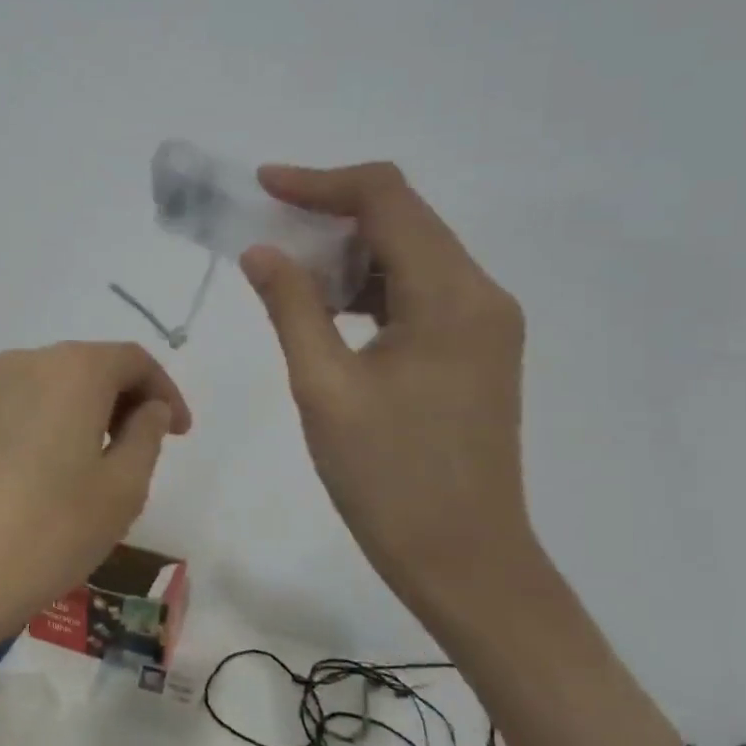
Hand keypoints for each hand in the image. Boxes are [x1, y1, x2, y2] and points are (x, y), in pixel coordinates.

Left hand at [0, 342, 191, 681]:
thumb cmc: (45, 533)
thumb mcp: (120, 491)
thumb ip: (145, 437)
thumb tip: (147, 408)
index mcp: (70, 370)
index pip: (132, 359)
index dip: (164, 391)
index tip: (180, 432)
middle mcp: (21, 366)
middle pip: (87, 368)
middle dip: (123, 402)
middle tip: (144, 451)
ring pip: (49, 391)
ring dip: (82, 418)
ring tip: (95, 471)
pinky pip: (15, 415)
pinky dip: (44, 432)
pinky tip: (44, 482)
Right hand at [241, 163, 532, 611]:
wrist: (465, 562)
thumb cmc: (389, 479)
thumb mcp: (324, 388)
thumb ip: (292, 307)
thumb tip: (262, 250)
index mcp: (450, 297)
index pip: (387, 201)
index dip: (321, 183)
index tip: (263, 186)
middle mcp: (480, 295)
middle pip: (404, 219)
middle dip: (331, 213)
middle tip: (266, 229)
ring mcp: (484, 324)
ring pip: (411, 255)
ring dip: (348, 252)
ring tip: (288, 271)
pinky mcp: (475, 350)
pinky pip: (418, 292)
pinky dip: (370, 287)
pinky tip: (328, 310)